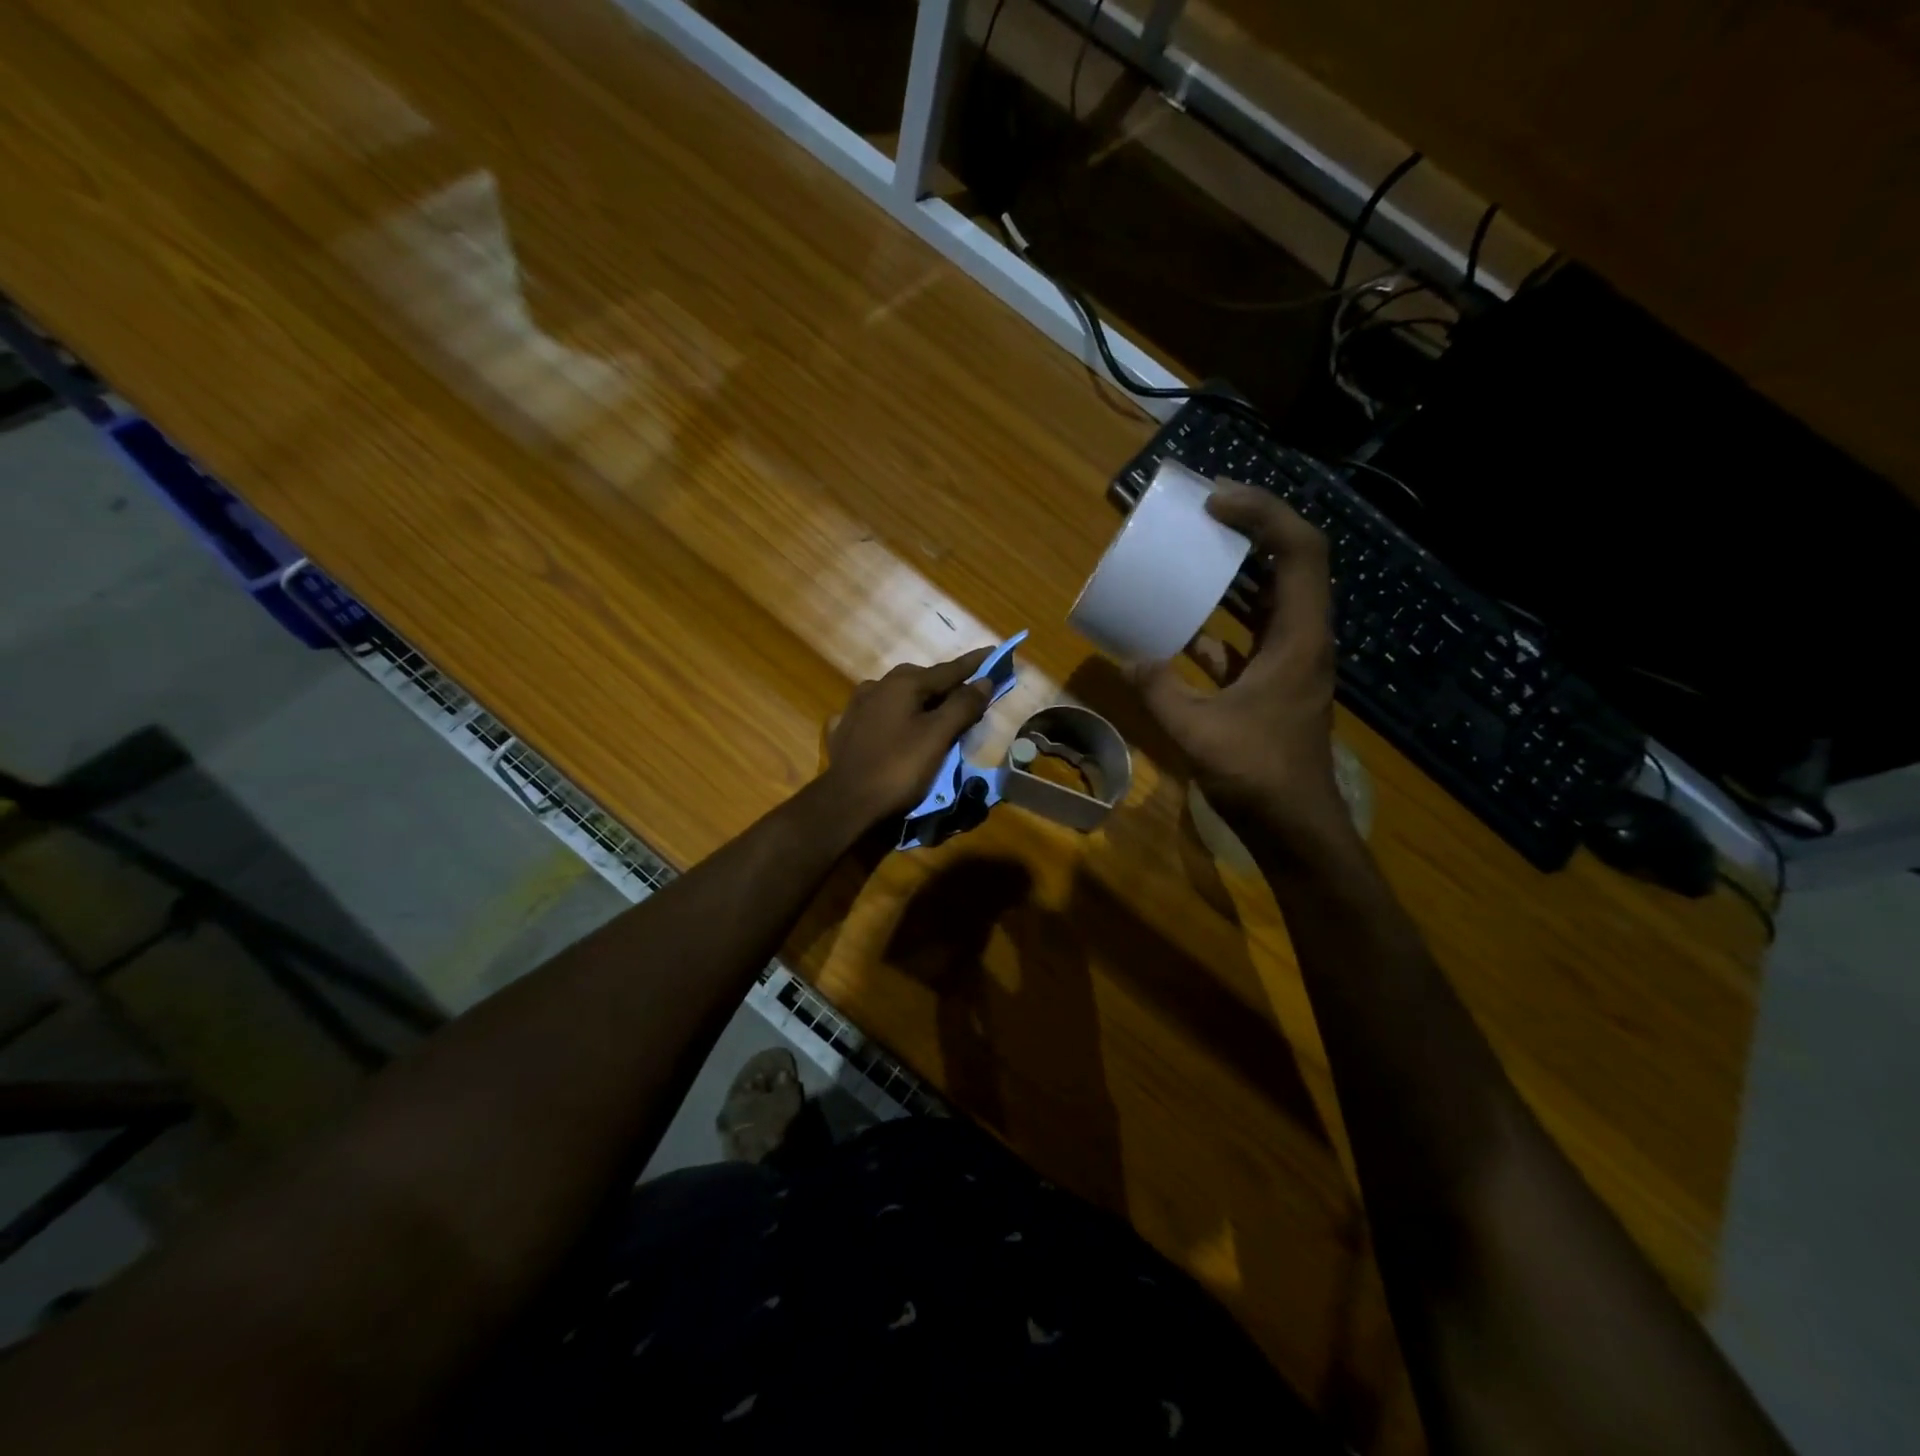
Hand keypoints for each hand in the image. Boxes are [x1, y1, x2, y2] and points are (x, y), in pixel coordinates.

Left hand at [823, 647, 994, 827]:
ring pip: (899, 697)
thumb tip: (984, 681)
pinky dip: (896, 719)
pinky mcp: (846, 730)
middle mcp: (877, 686)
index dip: (974, 664)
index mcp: (902, 683)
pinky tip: (898, 728)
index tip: (994, 653)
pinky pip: (880, 716)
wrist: (847, 804)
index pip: (948, 669)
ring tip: (936, 716)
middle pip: (922, 681)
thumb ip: (962, 706)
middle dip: (947, 687)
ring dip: (920, 702)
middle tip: (969, 698)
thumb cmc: (898, 768)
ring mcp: (857, 707)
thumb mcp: (938, 736)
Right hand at [1128, 483, 1343, 834]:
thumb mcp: (1196, 730)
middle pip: (1290, 564)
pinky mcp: (1275, 683)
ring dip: (1237, 574)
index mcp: (1298, 639)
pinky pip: (1249, 636)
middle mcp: (1303, 639)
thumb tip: (1130, 657)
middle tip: (1204, 515)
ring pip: (1270, 599)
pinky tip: (1182, 627)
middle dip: (1251, 531)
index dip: (1263, 515)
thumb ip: (1159, 690)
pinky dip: (1220, 623)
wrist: (1293, 826)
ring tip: (1193, 554)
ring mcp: (1291, 661)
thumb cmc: (1256, 775)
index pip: (1299, 551)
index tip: (1215, 503)